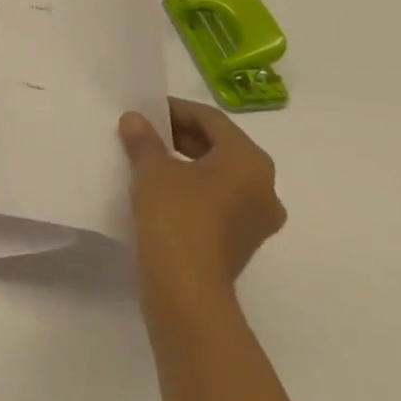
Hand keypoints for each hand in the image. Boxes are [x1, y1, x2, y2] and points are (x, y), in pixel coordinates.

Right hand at [119, 98, 285, 310]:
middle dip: (182, 137)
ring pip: (220, 176)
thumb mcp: (152, 168)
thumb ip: (144, 139)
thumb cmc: (176, 215)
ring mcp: (258, 220)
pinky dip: (194, 190)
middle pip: (220, 147)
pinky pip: (220, 202)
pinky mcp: (243, 243)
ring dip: (187, 164)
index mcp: (250, 161)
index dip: (176, 110)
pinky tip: (162, 191)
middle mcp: (265, 187)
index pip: (212, 120)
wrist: (187, 290)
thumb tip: (135, 120)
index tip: (146, 110)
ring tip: (150, 161)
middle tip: (146, 133)